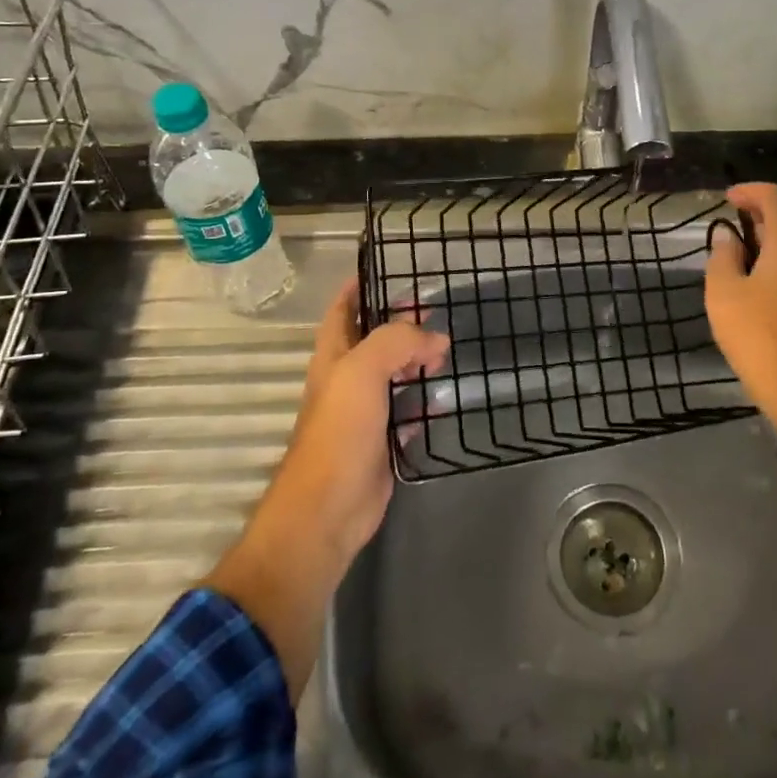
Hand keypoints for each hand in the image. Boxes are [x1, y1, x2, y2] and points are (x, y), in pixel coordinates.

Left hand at [268, 277, 450, 559]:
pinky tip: (445, 394)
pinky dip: (425, 400)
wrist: (328, 510)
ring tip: (448, 346)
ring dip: (417, 359)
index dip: (362, 285)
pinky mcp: (383, 440)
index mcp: (333, 354)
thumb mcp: (362, 371)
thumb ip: (396, 342)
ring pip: (394, 373)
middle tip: (436, 309)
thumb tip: (435, 338)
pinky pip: (407, 410)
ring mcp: (365, 411)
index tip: (390, 267)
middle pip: (375, 338)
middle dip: (401, 321)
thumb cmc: (339, 432)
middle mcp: (347, 377)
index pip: (344, 307)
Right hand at [705, 182, 776, 428]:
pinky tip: (770, 278)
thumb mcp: (724, 294)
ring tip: (750, 251)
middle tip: (737, 224)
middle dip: (765, 213)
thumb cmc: (760, 336)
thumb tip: (729, 236)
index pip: (774, 196)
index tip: (728, 199)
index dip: (750, 192)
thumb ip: (723, 256)